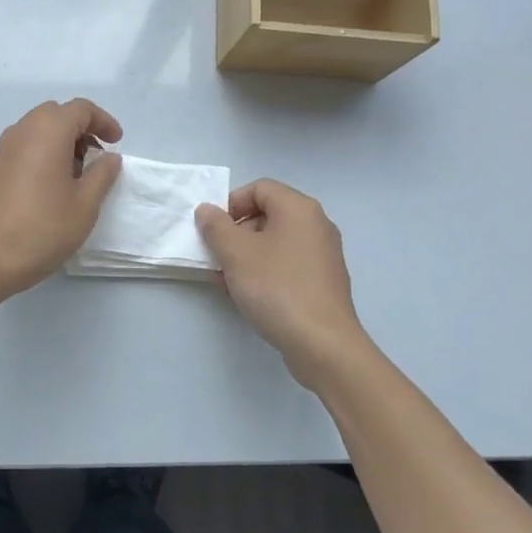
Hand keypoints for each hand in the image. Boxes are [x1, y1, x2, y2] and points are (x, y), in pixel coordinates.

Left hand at [0, 99, 123, 297]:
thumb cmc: (43, 229)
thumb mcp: (85, 205)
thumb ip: (102, 174)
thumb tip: (109, 157)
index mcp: (47, 132)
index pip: (80, 109)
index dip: (102, 121)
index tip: (116, 143)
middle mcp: (21, 132)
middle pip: (55, 114)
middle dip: (80, 129)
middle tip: (95, 157)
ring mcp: (1, 150)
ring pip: (35, 130)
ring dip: (59, 141)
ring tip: (74, 174)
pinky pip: (21, 148)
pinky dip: (40, 153)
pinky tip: (48, 186)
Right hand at [195, 179, 372, 389]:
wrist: (323, 344)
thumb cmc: (277, 288)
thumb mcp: (236, 254)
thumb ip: (216, 226)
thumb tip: (207, 210)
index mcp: (299, 209)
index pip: (259, 188)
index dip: (231, 203)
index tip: (213, 230)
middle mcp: (316, 225)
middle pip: (267, 214)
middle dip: (236, 232)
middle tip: (217, 257)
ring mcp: (323, 254)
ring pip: (275, 242)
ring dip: (247, 255)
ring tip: (226, 280)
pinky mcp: (324, 281)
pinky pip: (288, 264)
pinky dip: (265, 271)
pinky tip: (247, 295)